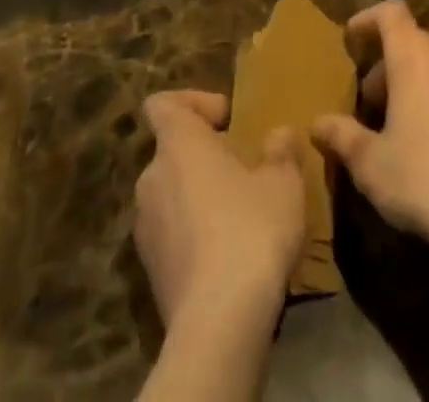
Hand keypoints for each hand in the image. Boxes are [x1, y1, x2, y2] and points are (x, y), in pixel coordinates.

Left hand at [133, 90, 305, 333]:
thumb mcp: (283, 183)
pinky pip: (171, 236)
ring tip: (239, 216)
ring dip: (198, 197)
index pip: (163, 104)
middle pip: (172, 151)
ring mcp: (145, 228)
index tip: (226, 119)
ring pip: (171, 195)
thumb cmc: (250, 230)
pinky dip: (193, 236)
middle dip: (204, 157)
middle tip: (242, 170)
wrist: (218, 324)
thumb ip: (280, 151)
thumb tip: (280, 133)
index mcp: (178, 143)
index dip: (192, 103)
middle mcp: (152, 177)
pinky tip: (227, 256)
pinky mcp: (151, 272)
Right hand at [311, 0, 428, 256]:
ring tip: (405, 123)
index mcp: (414, 57)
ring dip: (419, 81)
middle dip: (390, 63)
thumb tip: (316, 124)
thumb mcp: (369, 163)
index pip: (391, 12)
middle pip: (414, 41)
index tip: (352, 39)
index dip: (368, 19)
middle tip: (372, 101)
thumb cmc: (423, 180)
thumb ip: (341, 136)